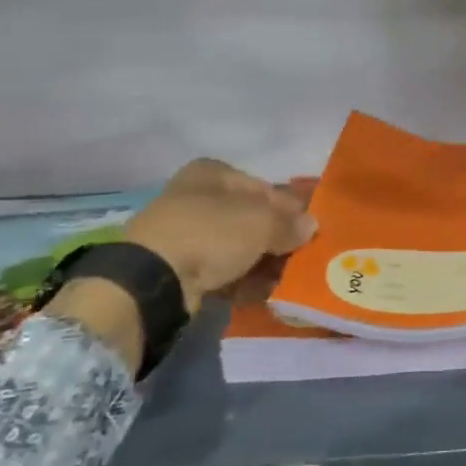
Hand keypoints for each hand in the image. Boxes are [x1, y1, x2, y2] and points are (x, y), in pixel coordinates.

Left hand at [47, 161, 314, 373]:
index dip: (290, 208)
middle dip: (277, 238)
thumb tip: (310, 226)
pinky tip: (264, 293)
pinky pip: (221, 270)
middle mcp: (197, 197)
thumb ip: (290, 223)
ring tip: (288, 280)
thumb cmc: (212, 232)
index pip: (264, 187)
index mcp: (213, 173)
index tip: (310, 229)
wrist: (154, 279)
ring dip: (263, 262)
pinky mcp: (178, 267)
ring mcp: (185, 233)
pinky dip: (242, 280)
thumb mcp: (262, 222)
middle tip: (303, 257)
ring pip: (237, 246)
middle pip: (250, 218)